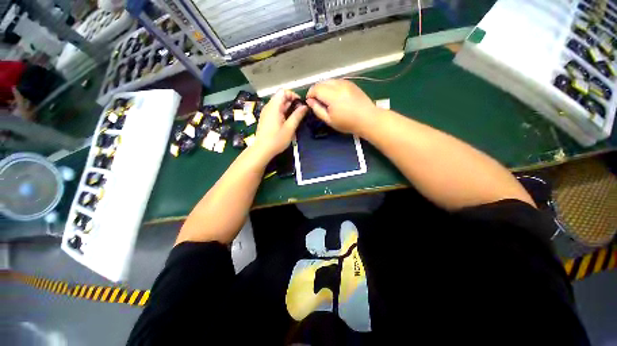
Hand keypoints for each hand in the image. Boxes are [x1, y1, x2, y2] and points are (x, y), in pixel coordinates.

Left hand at [254, 89, 307, 159]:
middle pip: (280, 97)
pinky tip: (287, 123)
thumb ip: (297, 116)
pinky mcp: (265, 119)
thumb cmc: (276, 140)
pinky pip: (275, 111)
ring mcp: (266, 113)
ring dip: (288, 109)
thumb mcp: (290, 128)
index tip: (300, 104)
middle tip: (300, 113)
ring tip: (295, 119)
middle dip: (292, 103)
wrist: (262, 150)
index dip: (293, 95)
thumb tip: (304, 106)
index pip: (283, 91)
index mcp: (274, 107)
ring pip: (278, 105)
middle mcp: (268, 107)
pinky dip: (282, 113)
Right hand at [306, 79, 376, 135]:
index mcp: (332, 95)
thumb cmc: (347, 123)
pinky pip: (337, 81)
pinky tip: (334, 96)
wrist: (367, 118)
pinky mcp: (351, 83)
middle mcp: (338, 85)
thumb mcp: (329, 120)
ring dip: (323, 87)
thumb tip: (309, 101)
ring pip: (329, 80)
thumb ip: (317, 109)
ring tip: (325, 99)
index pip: (315, 88)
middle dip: (316, 90)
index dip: (310, 94)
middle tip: (316, 101)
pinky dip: (331, 86)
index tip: (310, 102)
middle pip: (321, 82)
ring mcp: (346, 82)